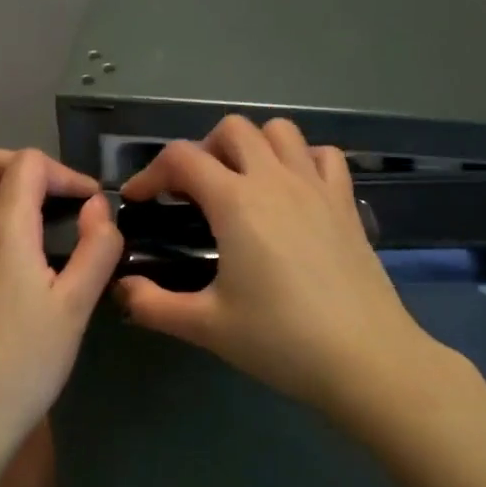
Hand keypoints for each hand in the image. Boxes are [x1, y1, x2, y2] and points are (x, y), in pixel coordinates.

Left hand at [0, 147, 121, 464]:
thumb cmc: (25, 362)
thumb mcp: (76, 306)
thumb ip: (96, 249)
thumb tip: (99, 209)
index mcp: (2, 229)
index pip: (28, 164)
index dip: (66, 173)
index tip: (92, 206)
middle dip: (16, 163)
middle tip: (50, 196)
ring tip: (39, 227)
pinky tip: (17, 264)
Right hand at [117, 116, 433, 418]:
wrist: (364, 357)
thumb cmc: (280, 340)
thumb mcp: (206, 326)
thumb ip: (153, 304)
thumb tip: (121, 288)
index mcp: (236, 202)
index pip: (181, 158)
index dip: (150, 173)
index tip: (139, 201)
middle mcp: (275, 180)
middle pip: (232, 129)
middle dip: (202, 151)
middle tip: (192, 194)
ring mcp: (316, 186)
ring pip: (280, 131)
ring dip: (252, 146)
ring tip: (241, 185)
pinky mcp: (346, 203)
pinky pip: (324, 156)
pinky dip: (302, 159)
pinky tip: (292, 192)